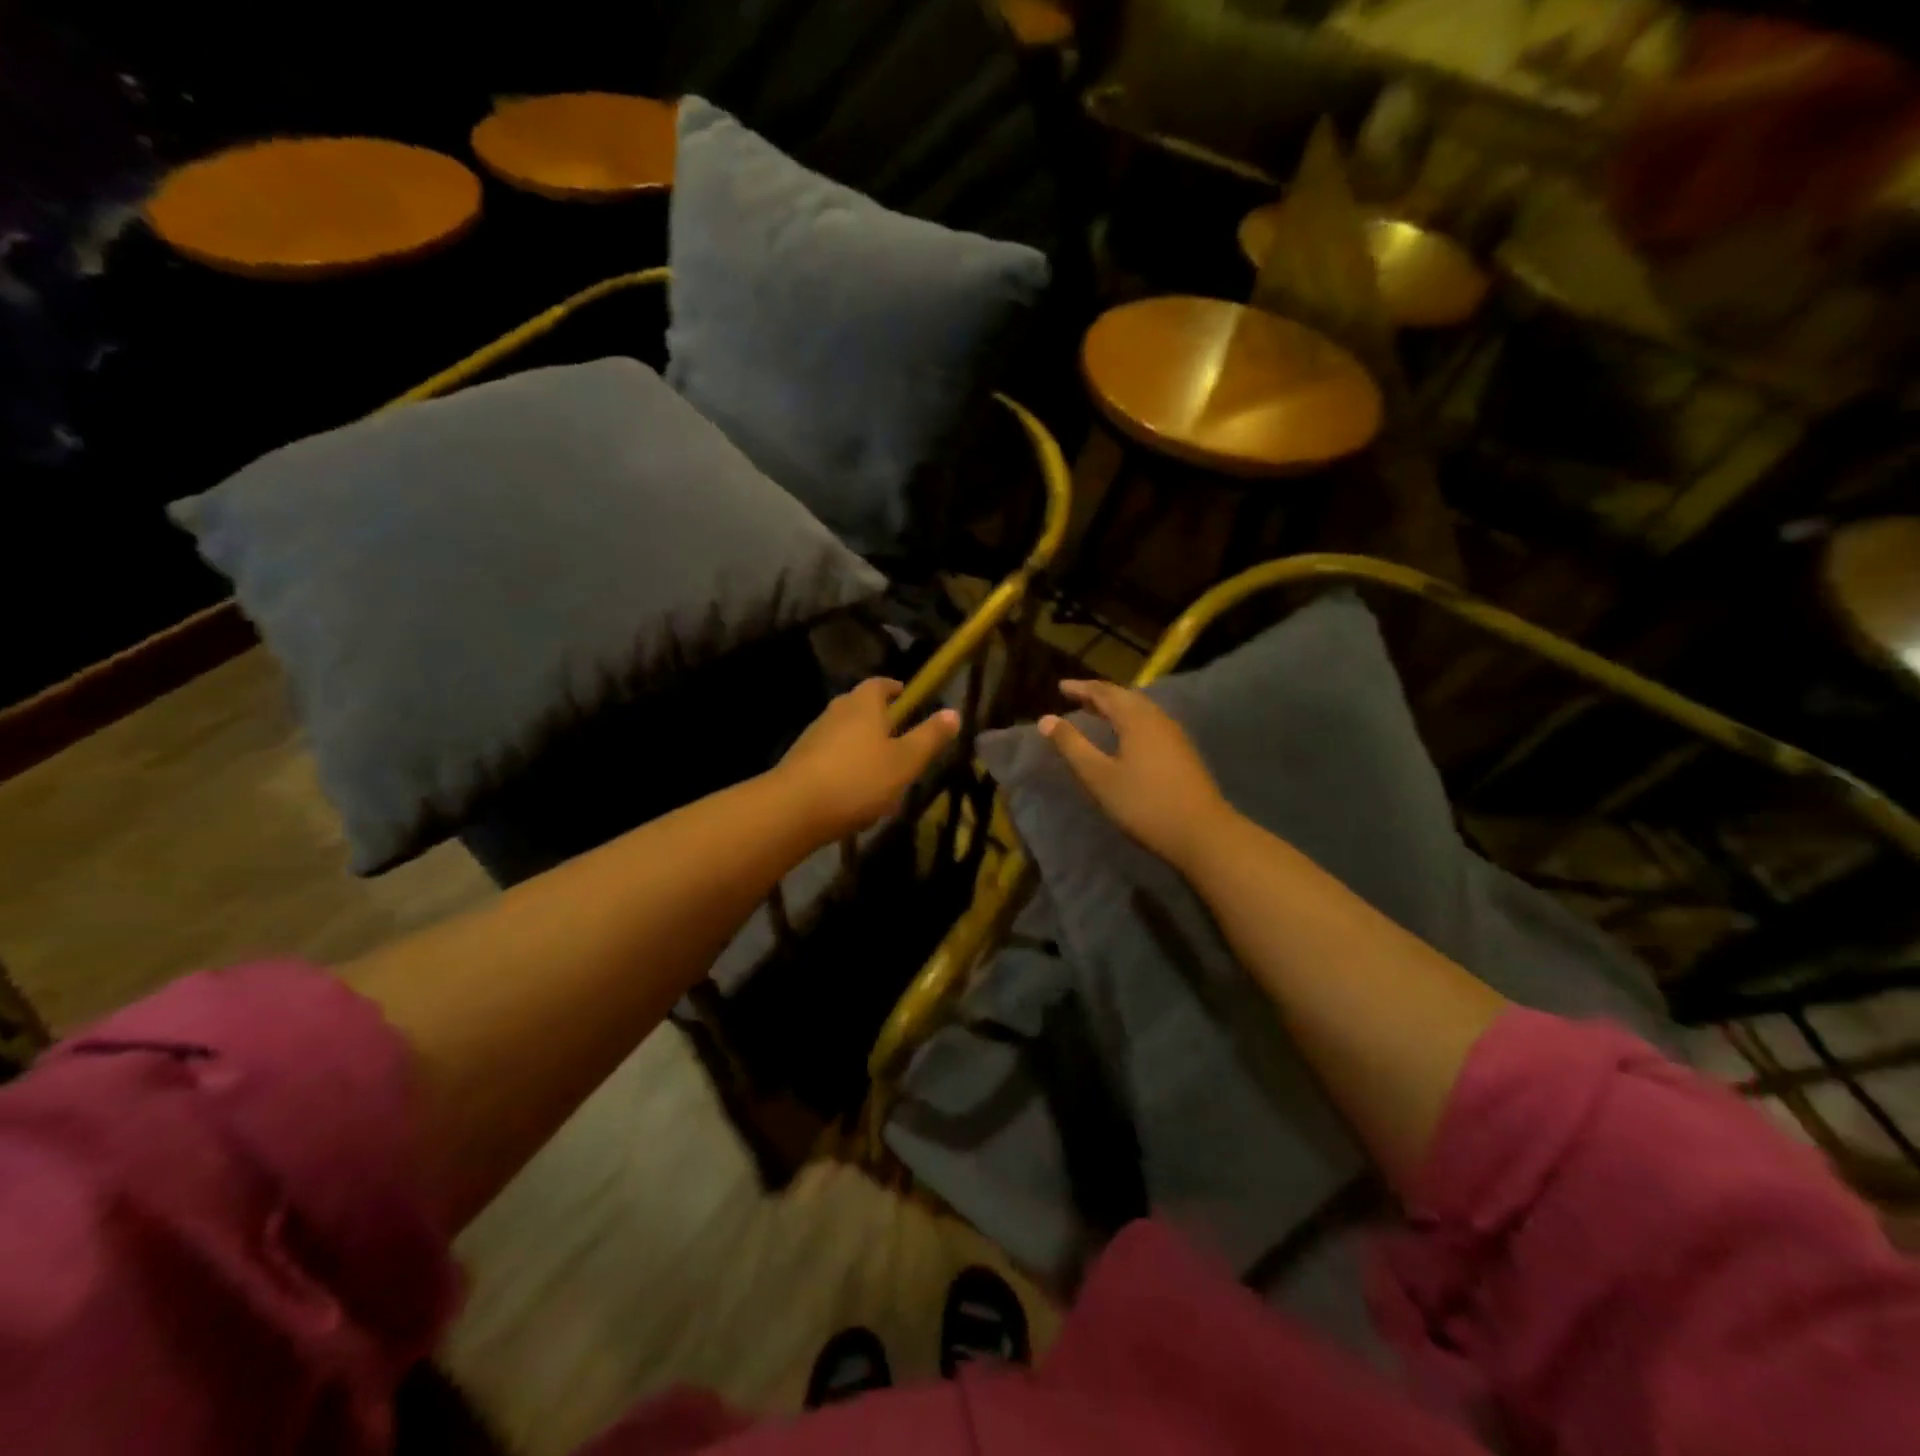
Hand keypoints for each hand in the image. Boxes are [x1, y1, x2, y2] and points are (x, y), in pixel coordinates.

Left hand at [774, 679, 959, 844]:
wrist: (794, 809)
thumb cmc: (858, 779)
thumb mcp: (905, 761)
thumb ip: (929, 737)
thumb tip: (953, 712)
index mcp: (863, 704)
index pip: (880, 684)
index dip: (895, 689)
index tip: (908, 698)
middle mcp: (836, 712)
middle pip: (861, 708)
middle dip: (880, 720)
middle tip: (900, 738)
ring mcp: (813, 736)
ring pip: (845, 734)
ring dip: (862, 747)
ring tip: (881, 772)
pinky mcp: (800, 762)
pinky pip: (830, 758)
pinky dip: (845, 768)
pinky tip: (855, 794)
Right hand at [1039, 679, 1233, 870]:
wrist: (1202, 832)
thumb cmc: (1144, 803)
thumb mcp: (1099, 776)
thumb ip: (1072, 746)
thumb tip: (1046, 719)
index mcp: (1136, 719)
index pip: (1104, 693)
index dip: (1081, 688)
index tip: (1061, 686)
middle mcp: (1157, 718)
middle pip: (1126, 697)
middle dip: (1100, 694)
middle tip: (1077, 696)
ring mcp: (1174, 735)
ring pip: (1141, 710)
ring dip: (1117, 707)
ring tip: (1098, 713)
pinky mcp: (1183, 752)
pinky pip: (1151, 723)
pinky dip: (1131, 720)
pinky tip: (1127, 736)